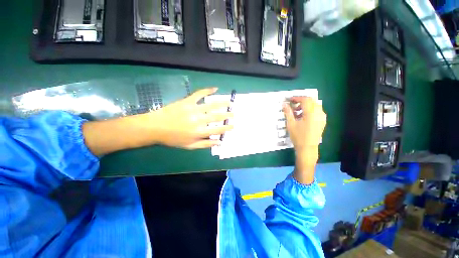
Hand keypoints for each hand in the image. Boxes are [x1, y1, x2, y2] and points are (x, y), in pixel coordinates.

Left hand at [146, 88, 233, 149]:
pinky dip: (208, 90)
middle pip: (217, 117)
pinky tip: (215, 88)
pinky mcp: (187, 101)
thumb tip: (219, 142)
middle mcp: (199, 120)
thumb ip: (205, 144)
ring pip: (212, 105)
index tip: (233, 126)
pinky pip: (199, 94)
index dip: (227, 128)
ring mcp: (193, 109)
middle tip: (234, 114)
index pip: (218, 130)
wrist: (155, 127)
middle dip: (227, 115)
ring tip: (230, 102)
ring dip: (223, 103)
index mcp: (199, 132)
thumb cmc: (173, 138)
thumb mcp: (190, 146)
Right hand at [283, 97, 325, 152]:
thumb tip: (284, 104)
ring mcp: (322, 117)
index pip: (305, 100)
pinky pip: (317, 111)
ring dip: (305, 105)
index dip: (297, 98)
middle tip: (292, 105)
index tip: (289, 99)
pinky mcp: (322, 121)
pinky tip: (303, 117)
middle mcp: (319, 113)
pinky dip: (310, 110)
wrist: (307, 148)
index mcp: (311, 113)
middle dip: (301, 101)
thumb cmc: (298, 136)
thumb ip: (288, 112)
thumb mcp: (291, 124)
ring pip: (314, 105)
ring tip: (296, 112)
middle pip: (311, 101)